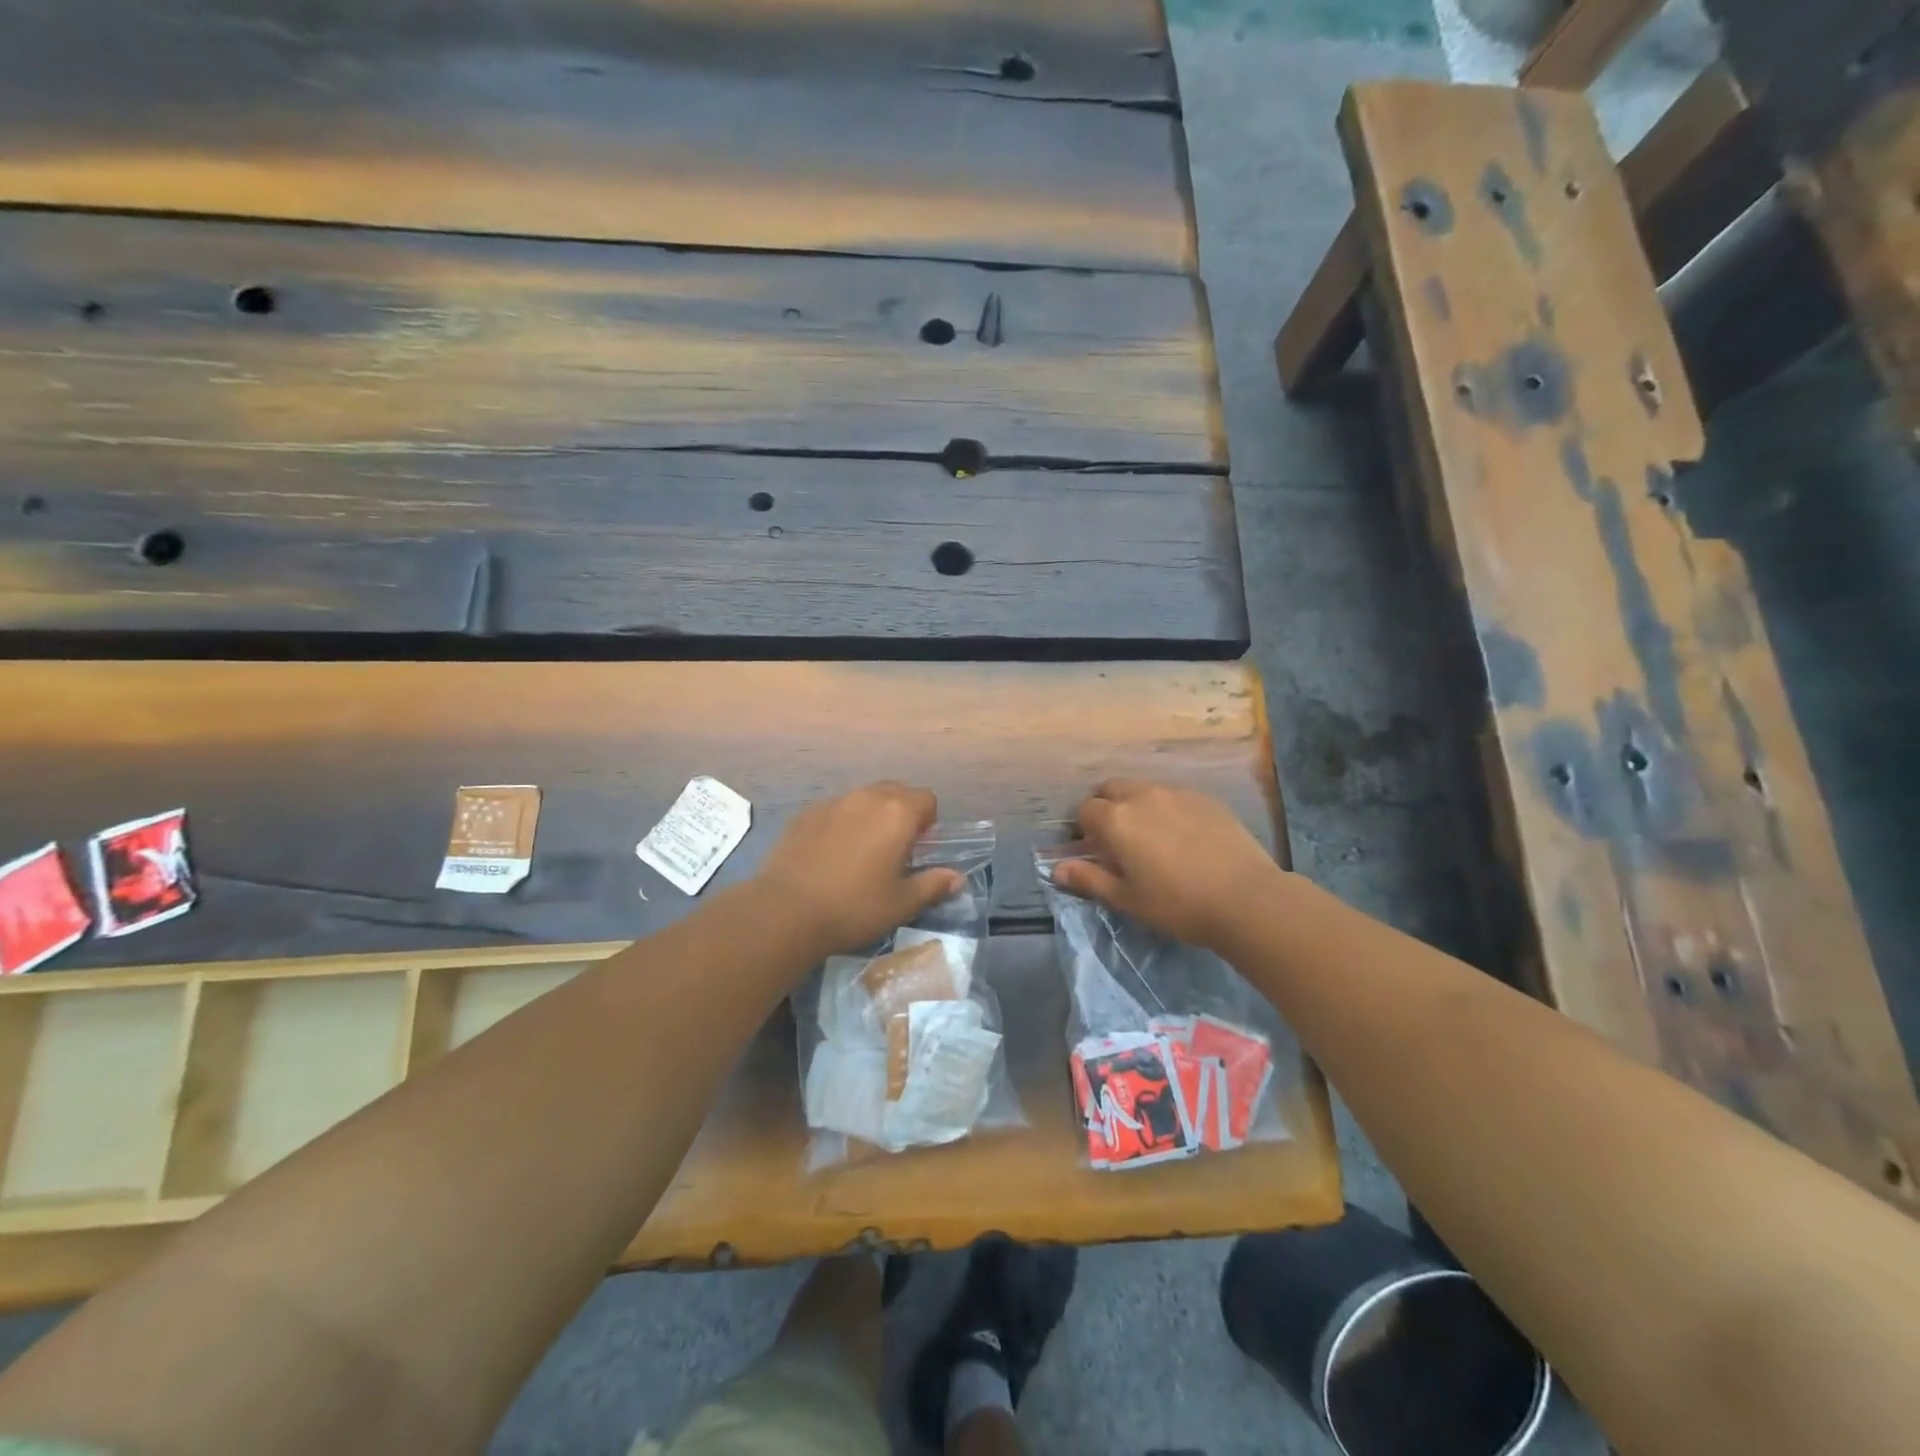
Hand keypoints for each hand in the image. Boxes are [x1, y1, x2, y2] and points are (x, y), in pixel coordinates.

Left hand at [754, 782, 964, 956]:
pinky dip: (842, 822)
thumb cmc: (854, 907)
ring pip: (864, 798)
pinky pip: (836, 808)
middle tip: (894, 850)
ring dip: (871, 815)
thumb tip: (956, 878)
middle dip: (902, 813)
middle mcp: (867, 797)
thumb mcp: (901, 904)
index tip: (918, 850)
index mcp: (898, 814)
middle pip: (896, 791)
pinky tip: (830, 854)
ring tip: (861, 852)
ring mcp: (833, 802)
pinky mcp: (806, 813)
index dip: (928, 823)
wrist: (786, 910)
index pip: (927, 799)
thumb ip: (933, 885)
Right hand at [1053, 779, 1279, 949]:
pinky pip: (1173, 794)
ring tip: (1150, 836)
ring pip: (1142, 788)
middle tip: (1116, 839)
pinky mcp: (1205, 797)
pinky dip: (1165, 807)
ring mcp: (1176, 792)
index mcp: (1116, 819)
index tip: (1094, 851)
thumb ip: (1089, 879)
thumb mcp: (1127, 899)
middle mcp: (1142, 795)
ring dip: (1135, 804)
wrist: (1246, 898)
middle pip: (1110, 788)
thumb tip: (1057, 868)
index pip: (1084, 811)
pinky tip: (1182, 835)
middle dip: (1105, 807)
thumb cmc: (1177, 904)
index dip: (1083, 830)